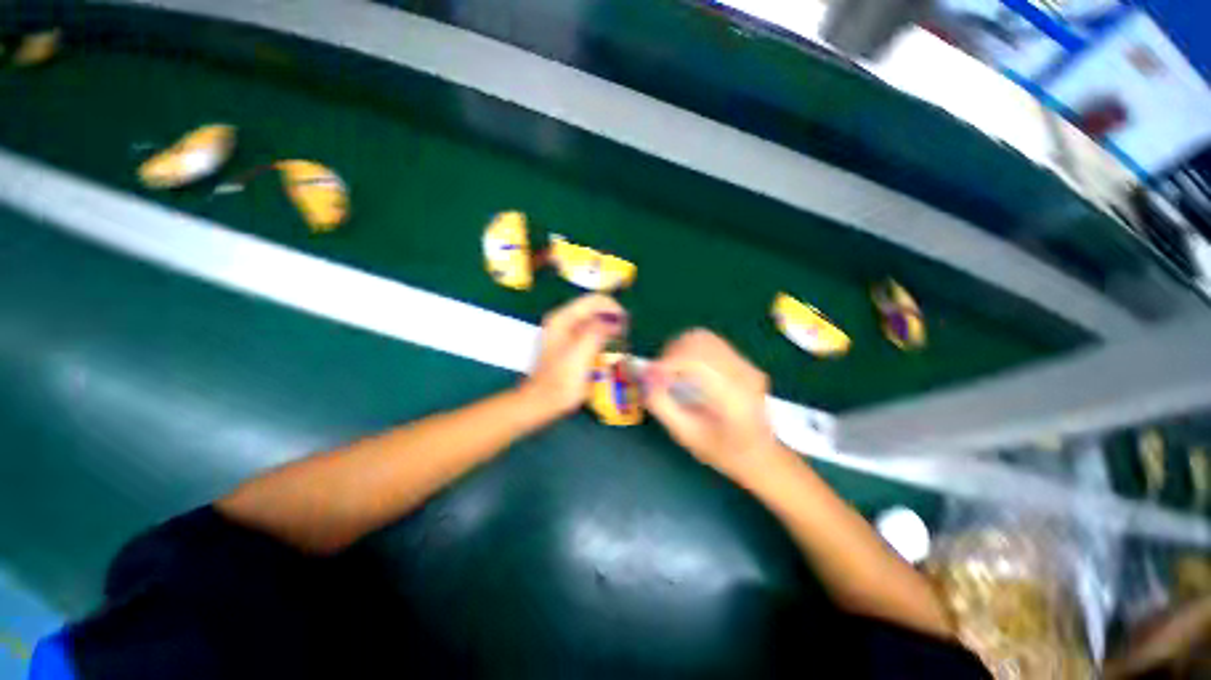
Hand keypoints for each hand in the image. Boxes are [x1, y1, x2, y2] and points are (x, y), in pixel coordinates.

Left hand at [520, 293, 625, 418]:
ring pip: (595, 321)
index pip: (595, 299)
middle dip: (613, 320)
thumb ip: (597, 331)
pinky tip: (608, 352)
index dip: (614, 309)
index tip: (626, 327)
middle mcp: (564, 320)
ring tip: (619, 346)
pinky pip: (592, 333)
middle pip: (596, 309)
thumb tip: (616, 319)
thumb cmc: (561, 381)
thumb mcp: (580, 354)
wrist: (542, 404)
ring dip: (609, 330)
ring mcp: (566, 332)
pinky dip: (603, 339)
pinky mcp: (570, 344)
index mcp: (563, 318)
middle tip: (624, 339)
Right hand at [644, 329, 788, 482]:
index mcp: (733, 396)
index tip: (649, 374)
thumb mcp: (687, 435)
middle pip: (699, 341)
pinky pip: (711, 343)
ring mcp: (747, 364)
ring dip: (679, 348)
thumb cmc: (722, 451)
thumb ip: (662, 405)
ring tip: (671, 370)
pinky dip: (690, 350)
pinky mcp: (744, 361)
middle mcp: (744, 373)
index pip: (696, 361)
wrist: (761, 455)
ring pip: (704, 337)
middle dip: (671, 353)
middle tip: (659, 374)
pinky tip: (686, 369)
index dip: (667, 362)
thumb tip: (644, 376)